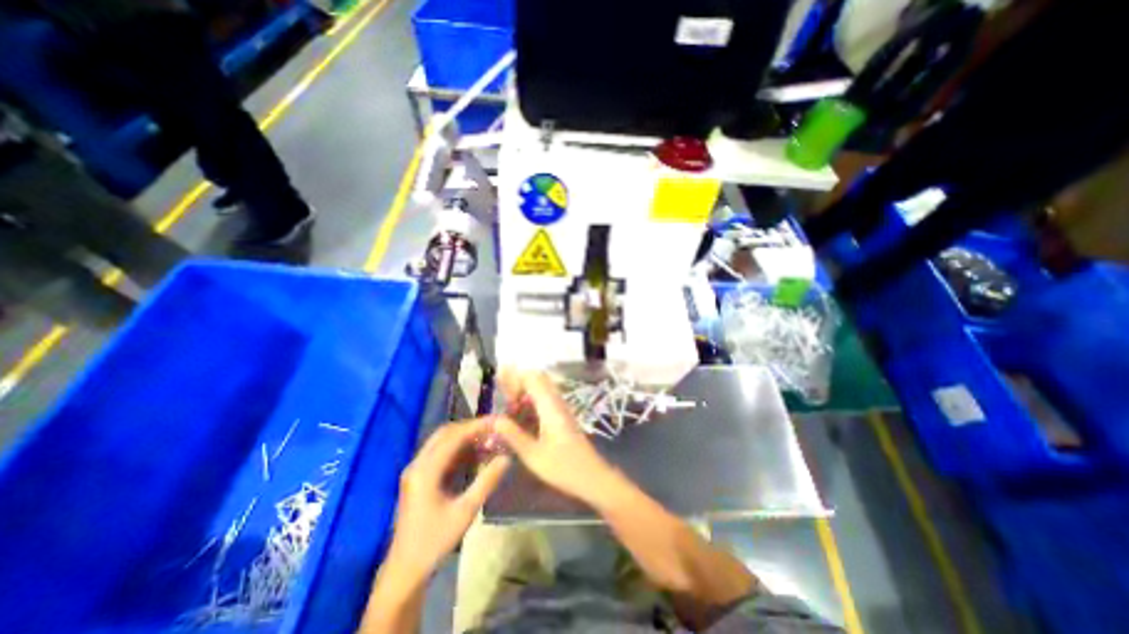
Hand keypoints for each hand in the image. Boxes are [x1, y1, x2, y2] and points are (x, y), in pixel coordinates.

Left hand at [388, 419, 512, 576]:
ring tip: (487, 439)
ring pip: (441, 441)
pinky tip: (474, 454)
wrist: (404, 570)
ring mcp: (415, 470)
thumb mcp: (465, 511)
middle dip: (470, 427)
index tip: (496, 421)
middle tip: (493, 428)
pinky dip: (457, 449)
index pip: (454, 437)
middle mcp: (417, 464)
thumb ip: (487, 481)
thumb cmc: (435, 542)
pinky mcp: (417, 478)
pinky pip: (439, 453)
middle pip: (445, 433)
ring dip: (463, 437)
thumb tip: (507, 458)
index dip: (476, 426)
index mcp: (426, 471)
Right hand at [492, 369, 616, 507]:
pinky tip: (522, 419)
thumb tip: (494, 419)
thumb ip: (513, 435)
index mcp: (549, 406)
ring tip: (510, 409)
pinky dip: (531, 402)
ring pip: (541, 389)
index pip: (532, 378)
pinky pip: (545, 400)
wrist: (592, 476)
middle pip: (537, 379)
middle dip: (518, 384)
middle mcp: (556, 402)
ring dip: (524, 393)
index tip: (503, 395)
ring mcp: (561, 408)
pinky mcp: (562, 416)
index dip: (514, 379)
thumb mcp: (533, 455)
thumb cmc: (563, 467)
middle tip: (505, 401)